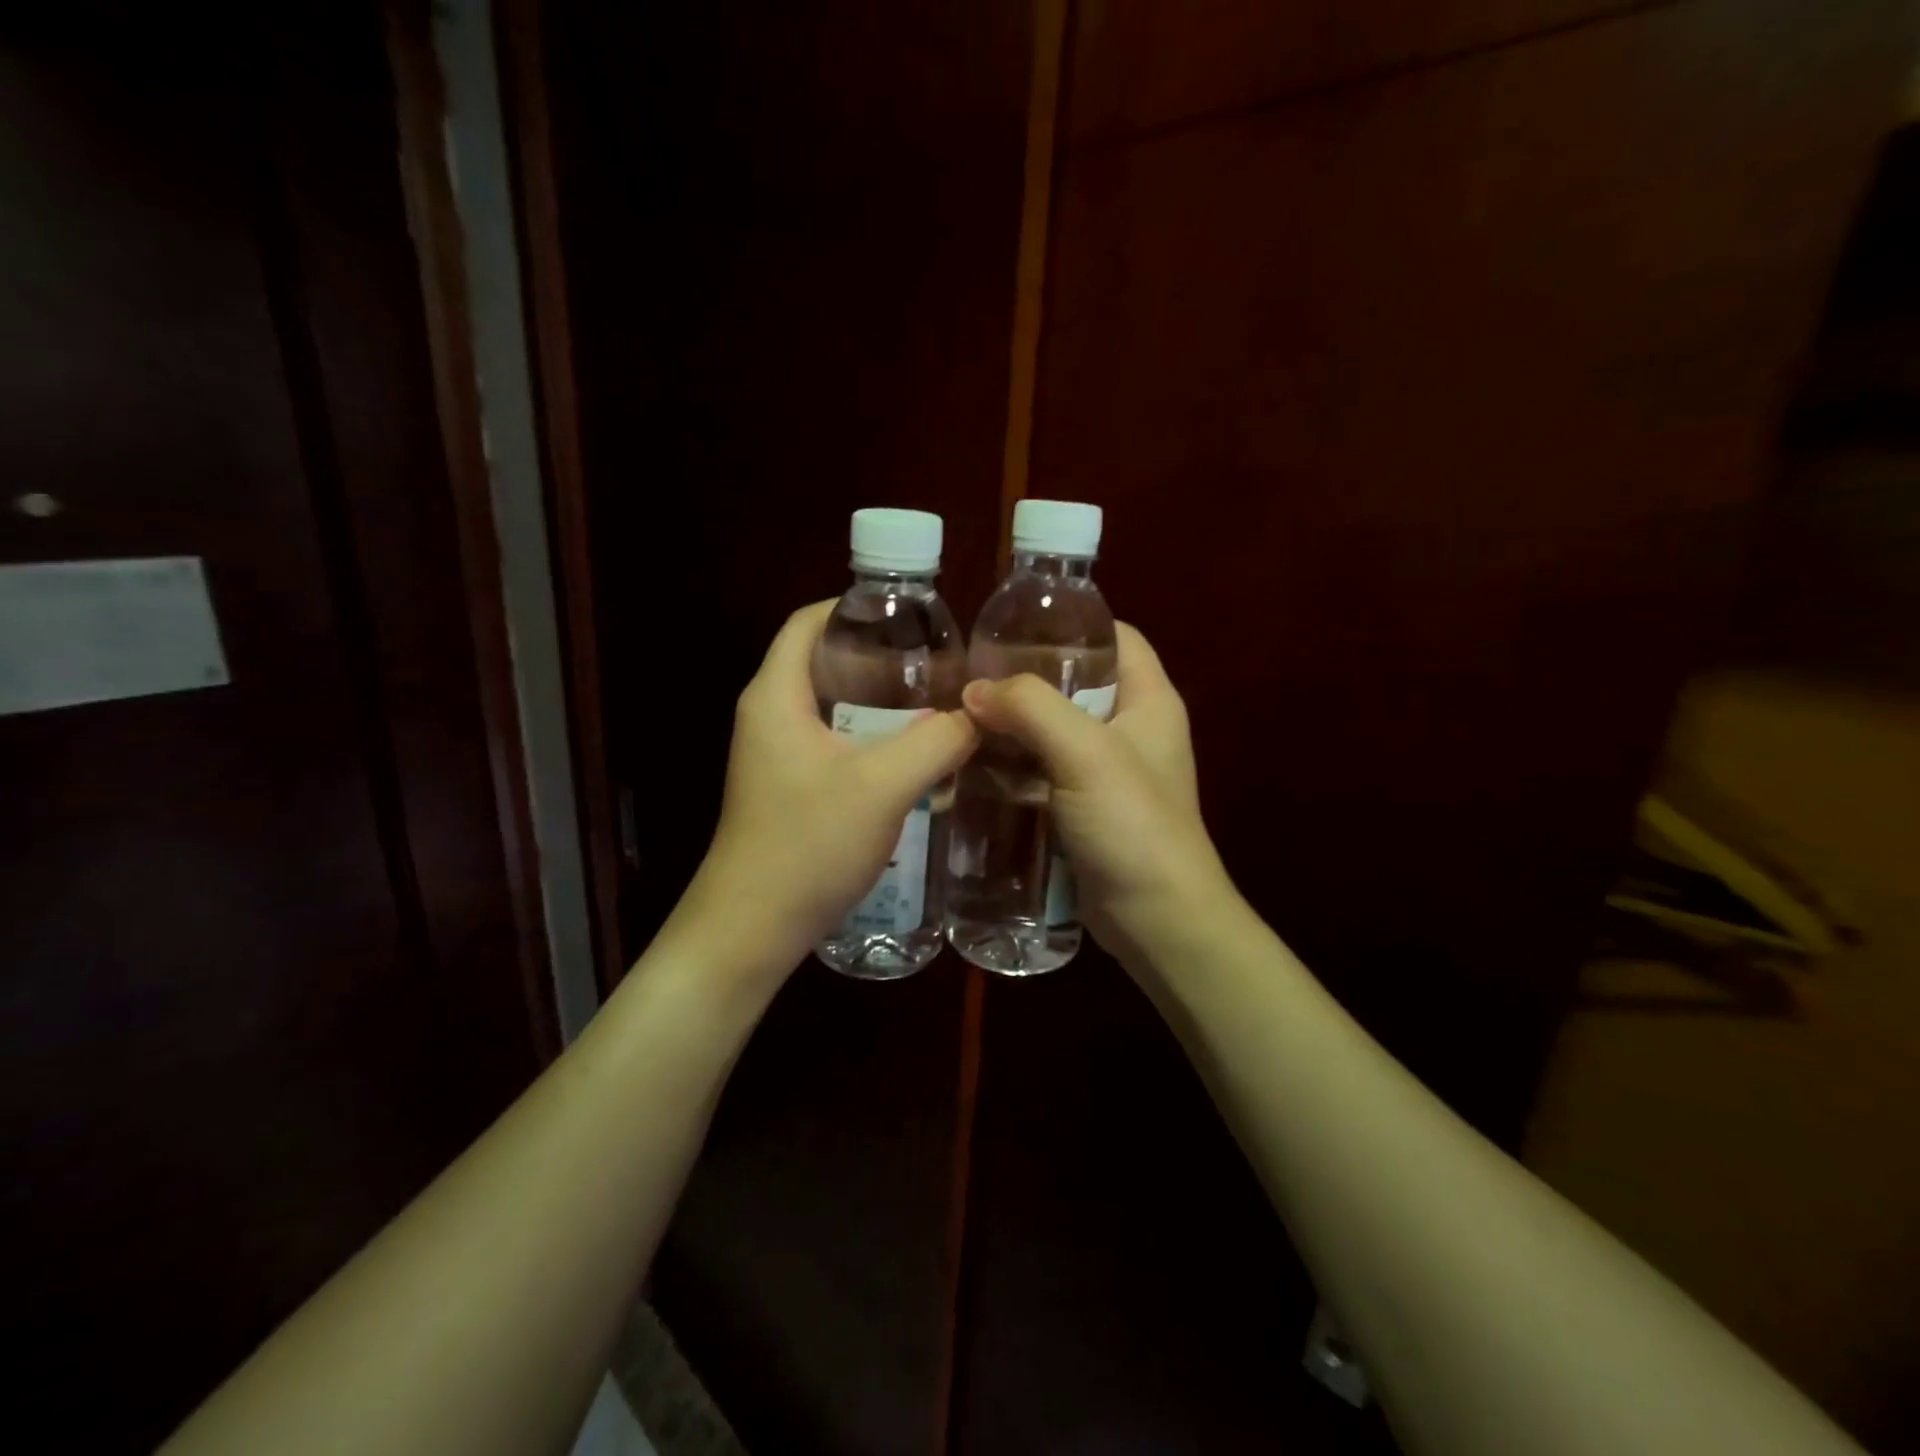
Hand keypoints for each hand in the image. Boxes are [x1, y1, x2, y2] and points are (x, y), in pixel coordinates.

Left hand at [670, 602, 976, 984]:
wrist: (751, 930)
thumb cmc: (806, 847)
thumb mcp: (883, 787)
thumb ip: (937, 743)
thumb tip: (979, 713)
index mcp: (775, 696)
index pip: (808, 622)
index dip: (855, 607)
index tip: (911, 615)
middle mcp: (768, 716)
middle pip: (824, 661)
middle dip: (880, 656)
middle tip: (938, 663)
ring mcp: (775, 755)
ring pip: (833, 707)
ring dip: (880, 703)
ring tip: (936, 704)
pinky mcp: (789, 788)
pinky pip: (834, 744)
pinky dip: (872, 739)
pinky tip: (914, 757)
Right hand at [959, 624, 1233, 964]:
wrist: (1157, 920)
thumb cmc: (1134, 825)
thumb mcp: (1086, 753)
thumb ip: (1031, 709)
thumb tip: (973, 690)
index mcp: (1148, 700)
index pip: (1115, 636)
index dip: (1070, 623)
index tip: (1011, 625)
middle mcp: (1129, 728)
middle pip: (1074, 683)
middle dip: (1023, 677)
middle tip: (968, 675)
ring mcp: (1105, 771)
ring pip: (1051, 730)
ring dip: (1010, 725)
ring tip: (957, 716)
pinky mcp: (1082, 807)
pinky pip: (1042, 771)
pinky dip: (1011, 765)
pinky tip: (970, 765)